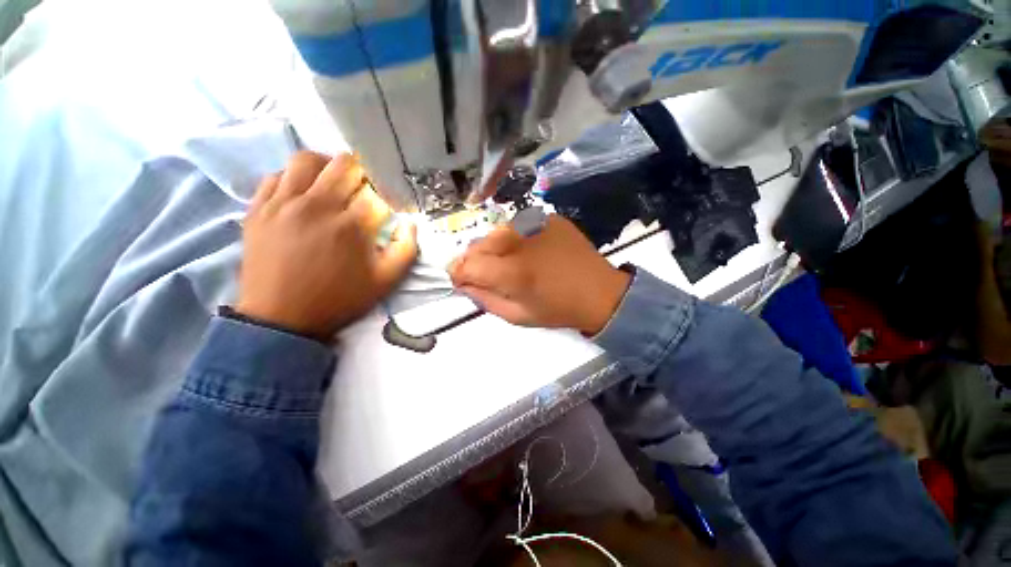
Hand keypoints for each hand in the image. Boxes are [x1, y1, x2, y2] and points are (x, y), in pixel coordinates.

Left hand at [236, 151, 416, 337]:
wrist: (281, 319)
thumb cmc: (339, 300)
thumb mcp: (386, 281)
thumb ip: (406, 250)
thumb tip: (410, 224)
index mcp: (352, 225)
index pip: (376, 193)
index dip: (386, 198)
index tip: (386, 209)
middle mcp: (317, 206)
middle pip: (344, 165)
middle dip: (362, 174)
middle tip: (363, 191)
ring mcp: (283, 204)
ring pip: (306, 161)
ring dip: (327, 167)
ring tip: (332, 184)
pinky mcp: (258, 209)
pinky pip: (276, 176)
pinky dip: (295, 179)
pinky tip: (302, 195)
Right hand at [449, 215, 630, 334]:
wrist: (600, 292)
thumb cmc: (558, 309)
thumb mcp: (517, 316)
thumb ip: (484, 299)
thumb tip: (464, 284)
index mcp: (511, 271)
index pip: (466, 266)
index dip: (458, 274)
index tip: (462, 281)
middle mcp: (518, 241)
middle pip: (478, 245)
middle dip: (474, 261)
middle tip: (487, 274)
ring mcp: (534, 224)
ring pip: (496, 233)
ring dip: (493, 249)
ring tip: (509, 262)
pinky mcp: (547, 217)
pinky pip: (518, 226)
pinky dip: (515, 239)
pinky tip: (529, 251)